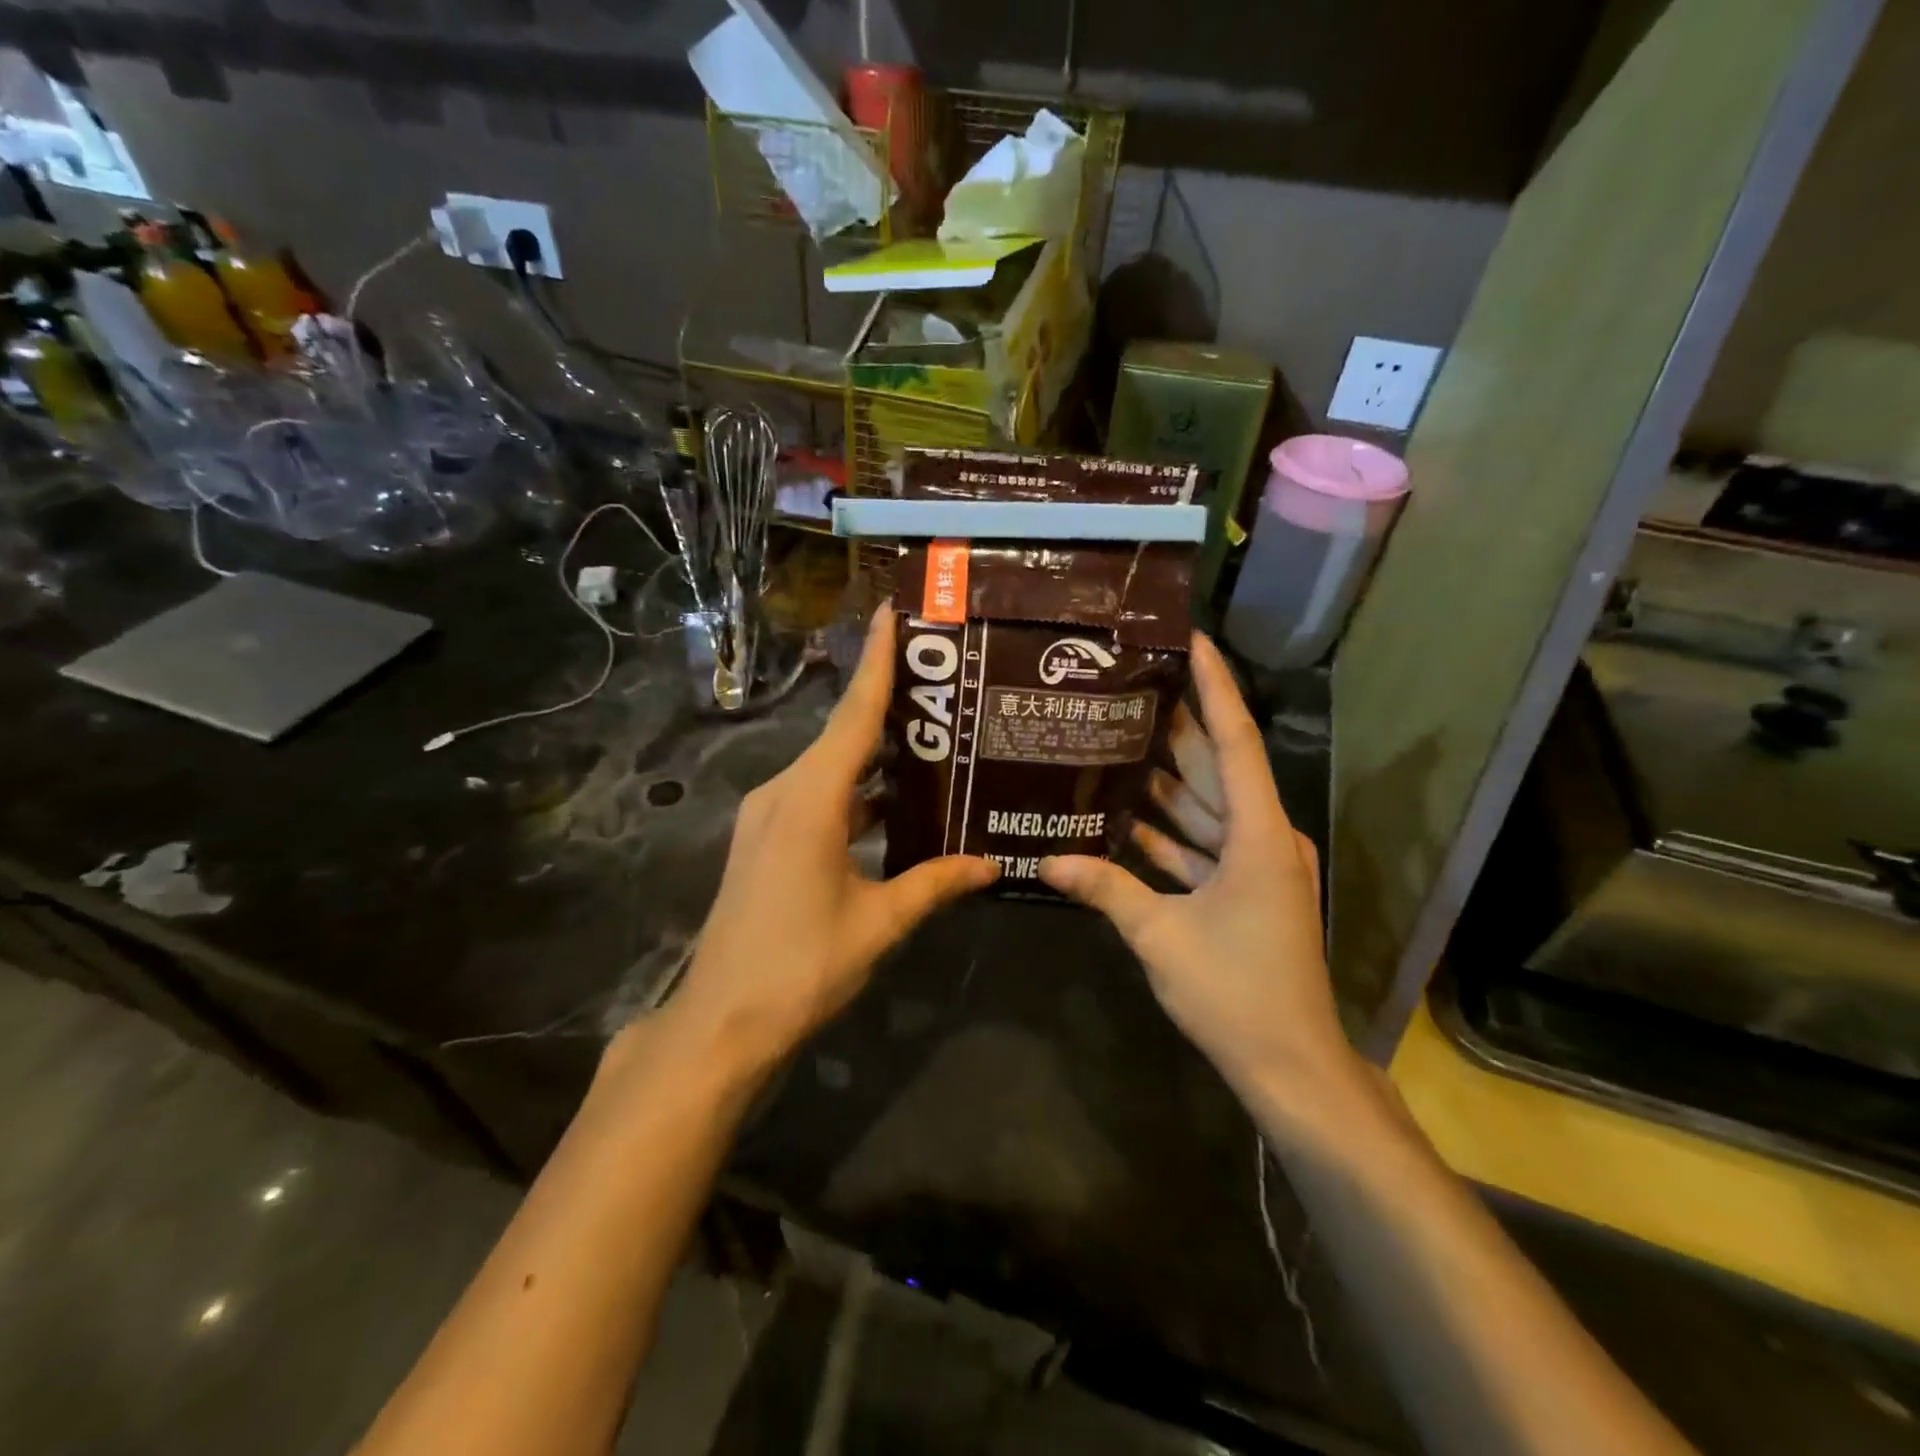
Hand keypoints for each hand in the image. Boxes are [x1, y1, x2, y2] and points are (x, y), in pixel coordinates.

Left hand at [667, 610, 997, 1069]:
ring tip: (932, 735)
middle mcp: (782, 792)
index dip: (877, 662)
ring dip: (874, 753)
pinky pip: (817, 795)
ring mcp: (768, 815)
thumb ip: (935, 884)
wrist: (721, 1022)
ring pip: (831, 767)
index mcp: (809, 800)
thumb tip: (992, 864)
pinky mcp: (765, 839)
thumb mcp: (878, 923)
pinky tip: (895, 800)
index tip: (893, 612)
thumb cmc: (801, 967)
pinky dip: (855, 789)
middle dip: (888, 703)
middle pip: (843, 734)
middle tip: (943, 680)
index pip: (853, 716)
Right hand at [1039, 635, 1348, 1099]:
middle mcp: (1264, 837)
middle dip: (1177, 726)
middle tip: (1129, 684)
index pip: (1235, 740)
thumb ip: (1105, 889)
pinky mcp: (1246, 890)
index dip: (1214, 686)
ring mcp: (1257, 865)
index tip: (1191, 639)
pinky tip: (1122, 815)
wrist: (1290, 1064)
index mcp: (1259, 834)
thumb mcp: (1161, 935)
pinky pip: (1204, 844)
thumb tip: (1047, 859)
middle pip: (1217, 766)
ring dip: (1166, 780)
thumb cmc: (1235, 991)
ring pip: (1207, 806)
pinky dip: (1169, 831)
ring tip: (1116, 738)